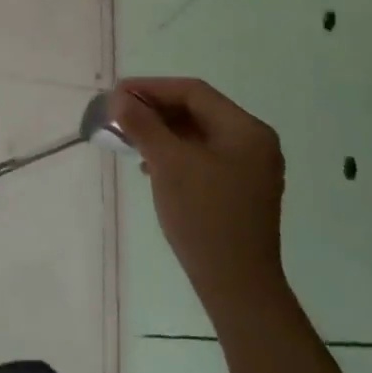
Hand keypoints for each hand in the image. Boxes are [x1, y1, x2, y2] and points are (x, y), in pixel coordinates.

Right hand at [113, 77, 288, 318]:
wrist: (236, 285)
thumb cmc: (204, 216)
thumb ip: (143, 124)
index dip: (152, 88)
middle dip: (155, 109)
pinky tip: (150, 165)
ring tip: (128, 138)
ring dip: (161, 131)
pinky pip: (202, 156)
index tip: (117, 93)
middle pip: (197, 110)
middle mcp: (254, 143)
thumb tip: (119, 97)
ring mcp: (250, 168)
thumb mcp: (168, 163)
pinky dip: (174, 152)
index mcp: (246, 130)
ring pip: (197, 134)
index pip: (193, 92)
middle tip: (119, 113)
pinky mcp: (239, 189)